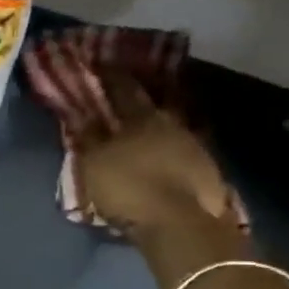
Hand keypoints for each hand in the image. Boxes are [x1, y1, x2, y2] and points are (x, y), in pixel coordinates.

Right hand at [78, 74, 237, 236]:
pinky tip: (162, 160)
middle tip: (125, 98)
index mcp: (142, 118)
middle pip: (152, 107)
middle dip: (138, 101)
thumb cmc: (129, 187)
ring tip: (142, 133)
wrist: (181, 224)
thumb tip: (81, 114)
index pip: (123, 89)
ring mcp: (194, 148)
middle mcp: (172, 124)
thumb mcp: (95, 163)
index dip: (112, 76)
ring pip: (169, 130)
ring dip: (156, 129)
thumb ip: (88, 137)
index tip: (102, 63)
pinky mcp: (207, 172)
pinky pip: (181, 153)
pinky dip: (169, 152)